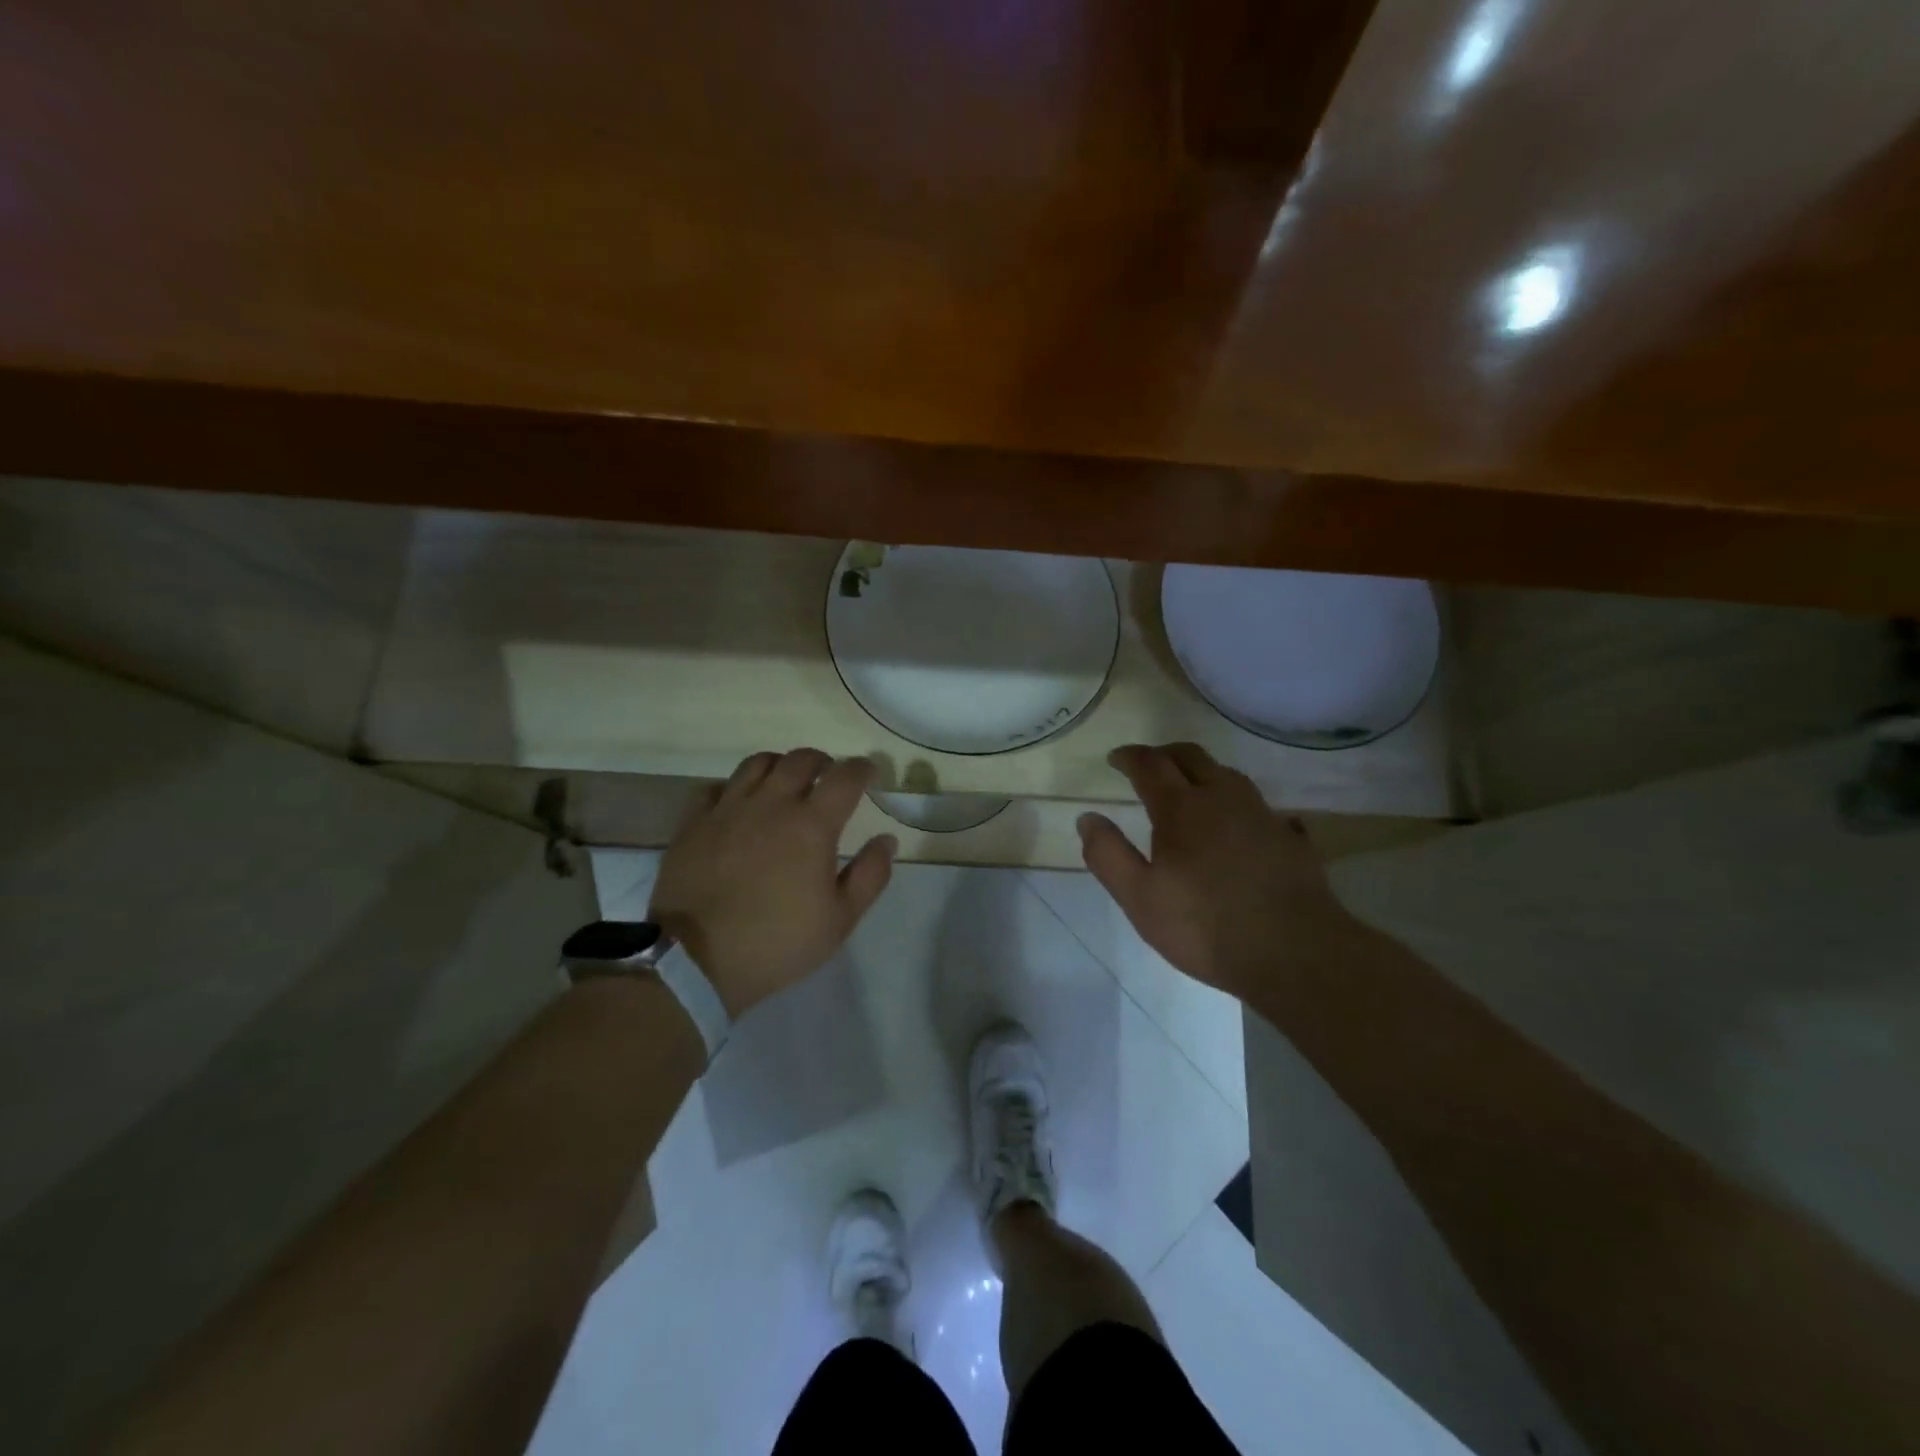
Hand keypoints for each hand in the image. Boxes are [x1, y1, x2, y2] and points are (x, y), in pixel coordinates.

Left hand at [650, 749, 896, 1017]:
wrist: (696, 961)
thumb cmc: (778, 942)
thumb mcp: (840, 920)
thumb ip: (870, 875)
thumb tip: (887, 840)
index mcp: (812, 825)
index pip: (844, 777)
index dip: (861, 769)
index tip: (868, 772)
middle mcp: (771, 804)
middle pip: (800, 760)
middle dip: (822, 762)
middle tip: (828, 776)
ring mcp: (727, 809)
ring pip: (757, 763)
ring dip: (779, 765)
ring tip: (785, 781)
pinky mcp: (693, 823)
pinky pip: (714, 787)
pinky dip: (732, 788)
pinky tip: (736, 804)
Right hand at [1077, 743, 1355, 999]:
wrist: (1294, 952)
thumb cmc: (1204, 926)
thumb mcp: (1139, 898)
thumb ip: (1108, 855)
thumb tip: (1087, 818)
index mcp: (1182, 808)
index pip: (1150, 764)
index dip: (1130, 757)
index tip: (1115, 758)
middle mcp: (1223, 798)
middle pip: (1192, 756)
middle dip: (1165, 754)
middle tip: (1148, 764)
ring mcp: (1262, 815)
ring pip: (1229, 775)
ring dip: (1203, 772)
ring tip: (1190, 788)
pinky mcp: (1290, 837)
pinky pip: (1258, 805)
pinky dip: (1237, 802)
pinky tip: (1239, 823)